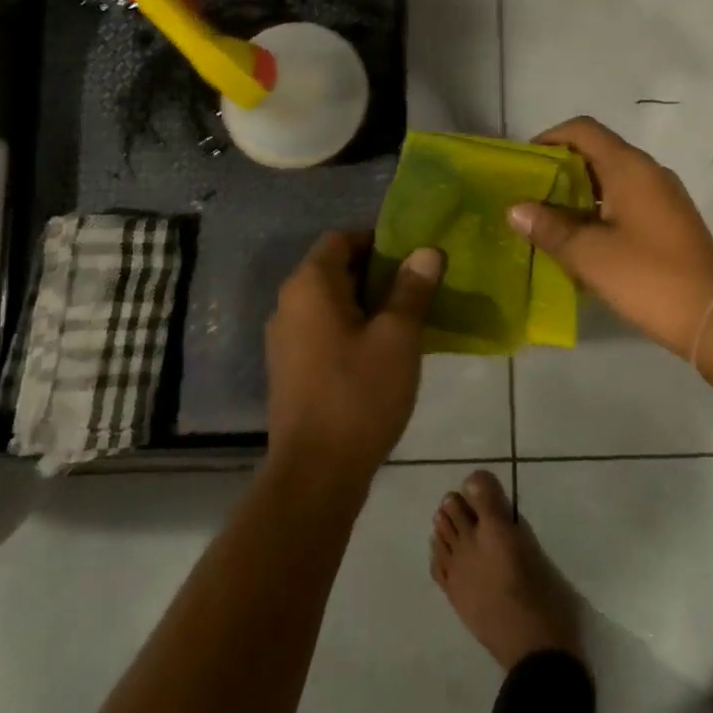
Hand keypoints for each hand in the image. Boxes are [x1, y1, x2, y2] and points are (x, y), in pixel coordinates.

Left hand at [265, 232, 443, 485]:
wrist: (315, 474)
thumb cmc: (359, 394)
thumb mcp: (398, 337)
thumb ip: (412, 288)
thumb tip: (427, 251)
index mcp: (310, 285)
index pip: (341, 239)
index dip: (378, 240)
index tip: (412, 257)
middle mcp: (289, 304)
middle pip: (335, 268)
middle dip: (377, 271)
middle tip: (418, 285)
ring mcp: (285, 339)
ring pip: (330, 301)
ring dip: (366, 302)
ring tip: (407, 317)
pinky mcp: (290, 369)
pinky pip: (323, 329)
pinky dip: (351, 328)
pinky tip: (382, 351)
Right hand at [510, 117, 712, 353]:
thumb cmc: (647, 277)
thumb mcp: (588, 254)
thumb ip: (549, 227)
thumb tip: (516, 209)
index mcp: (629, 167)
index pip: (583, 130)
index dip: (550, 138)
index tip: (526, 163)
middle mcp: (648, 171)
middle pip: (597, 151)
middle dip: (561, 168)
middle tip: (531, 195)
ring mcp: (664, 195)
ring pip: (613, 178)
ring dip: (580, 192)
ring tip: (550, 219)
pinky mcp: (671, 219)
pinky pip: (628, 199)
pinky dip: (601, 208)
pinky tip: (584, 239)